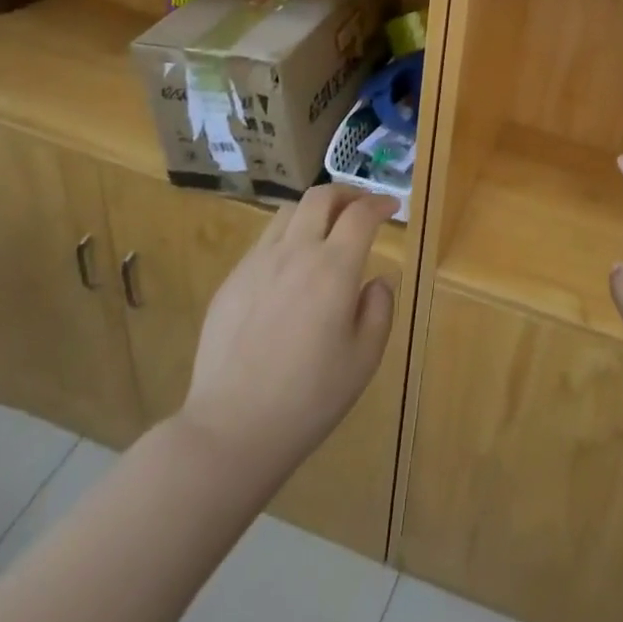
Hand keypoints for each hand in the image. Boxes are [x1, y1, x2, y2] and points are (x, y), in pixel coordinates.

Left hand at [181, 185, 397, 478]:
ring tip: (326, 230)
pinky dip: (287, 237)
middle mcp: (295, 252)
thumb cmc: (310, 398)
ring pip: (288, 212)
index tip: (391, 207)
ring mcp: (257, 263)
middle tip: (361, 208)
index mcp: (333, 268)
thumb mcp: (364, 358)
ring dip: (314, 211)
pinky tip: (291, 268)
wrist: (232, 428)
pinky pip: (263, 241)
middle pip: (321, 197)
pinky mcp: (231, 281)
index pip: (361, 214)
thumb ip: (379, 309)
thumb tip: (377, 279)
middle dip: (347, 193)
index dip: (380, 203)